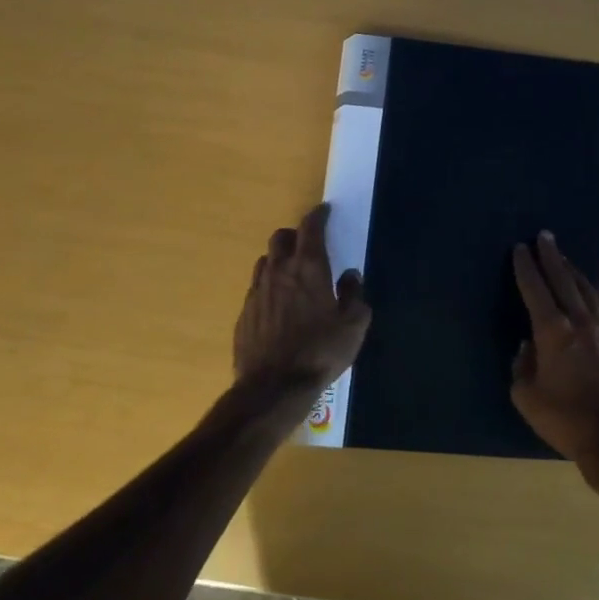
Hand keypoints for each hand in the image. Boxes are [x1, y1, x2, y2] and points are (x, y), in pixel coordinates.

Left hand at [233, 204, 370, 407]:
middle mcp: (279, 272)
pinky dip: (269, 288)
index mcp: (309, 268)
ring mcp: (257, 292)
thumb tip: (350, 277)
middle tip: (308, 246)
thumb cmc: (320, 352)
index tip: (324, 211)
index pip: (310, 228)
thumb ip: (354, 296)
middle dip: (295, 235)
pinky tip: (278, 307)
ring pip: (265, 262)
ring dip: (279, 261)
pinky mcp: (244, 315)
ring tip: (292, 276)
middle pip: (280, 238)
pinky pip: (256, 290)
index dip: (318, 216)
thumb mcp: (353, 326)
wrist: (273, 388)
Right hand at [511, 231, 598, 467]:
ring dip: (574, 272)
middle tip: (545, 236)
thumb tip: (528, 347)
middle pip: (563, 281)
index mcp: (553, 332)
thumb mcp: (527, 398)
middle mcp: (580, 322)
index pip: (535, 290)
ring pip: (588, 292)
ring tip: (565, 257)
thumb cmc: (565, 420)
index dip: (526, 267)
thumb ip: (522, 366)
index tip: (521, 248)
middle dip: (552, 257)